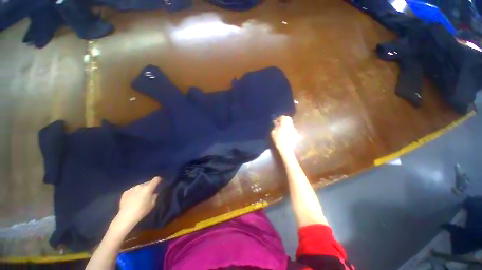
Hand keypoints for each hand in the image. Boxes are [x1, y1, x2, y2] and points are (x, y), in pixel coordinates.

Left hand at [112, 177, 160, 230]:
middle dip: (150, 186)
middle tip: (150, 192)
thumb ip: (155, 196)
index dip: (159, 180)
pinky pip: (133, 190)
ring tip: (141, 196)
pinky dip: (135, 192)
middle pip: (147, 182)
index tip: (160, 183)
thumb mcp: (153, 204)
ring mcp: (132, 188)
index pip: (156, 179)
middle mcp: (140, 186)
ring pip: (140, 186)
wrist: (126, 217)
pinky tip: (133, 199)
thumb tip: (155, 193)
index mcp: (148, 188)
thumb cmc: (142, 211)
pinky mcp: (125, 192)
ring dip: (142, 189)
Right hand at [271, 116, 300, 154]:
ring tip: (282, 129)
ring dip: (287, 125)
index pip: (283, 117)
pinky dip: (289, 130)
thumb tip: (276, 123)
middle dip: (284, 120)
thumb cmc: (278, 140)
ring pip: (290, 124)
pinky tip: (286, 134)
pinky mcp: (296, 135)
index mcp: (285, 123)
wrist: (286, 149)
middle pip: (288, 119)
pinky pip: (292, 130)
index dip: (279, 118)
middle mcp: (291, 125)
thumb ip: (275, 127)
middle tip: (279, 123)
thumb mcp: (273, 133)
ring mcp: (294, 130)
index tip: (276, 121)